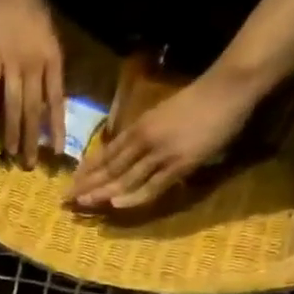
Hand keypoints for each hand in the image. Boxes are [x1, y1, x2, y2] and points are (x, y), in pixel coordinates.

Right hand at [0, 0, 64, 167]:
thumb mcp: (52, 42)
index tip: (57, 153)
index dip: (57, 128)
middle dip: (32, 139)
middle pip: (33, 110)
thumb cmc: (35, 14)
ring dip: (11, 132)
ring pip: (12, 106)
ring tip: (10, 154)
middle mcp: (33, 66)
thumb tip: (50, 106)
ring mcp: (10, 64)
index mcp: (52, 61)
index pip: (56, 101)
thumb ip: (51, 72)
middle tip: (29, 164)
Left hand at [68, 67, 266, 210]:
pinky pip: (152, 185)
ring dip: (103, 193)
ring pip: (125, 178)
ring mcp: (161, 154)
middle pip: (110, 168)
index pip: (106, 154)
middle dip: (87, 185)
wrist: (227, 88)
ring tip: (83, 204)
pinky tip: (116, 205)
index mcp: (139, 128)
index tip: (71, 184)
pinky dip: (134, 196)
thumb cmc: (196, 99)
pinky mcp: (179, 165)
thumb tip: (126, 153)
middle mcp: (144, 142)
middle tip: (66, 200)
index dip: (87, 171)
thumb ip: (143, 134)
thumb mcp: (160, 114)